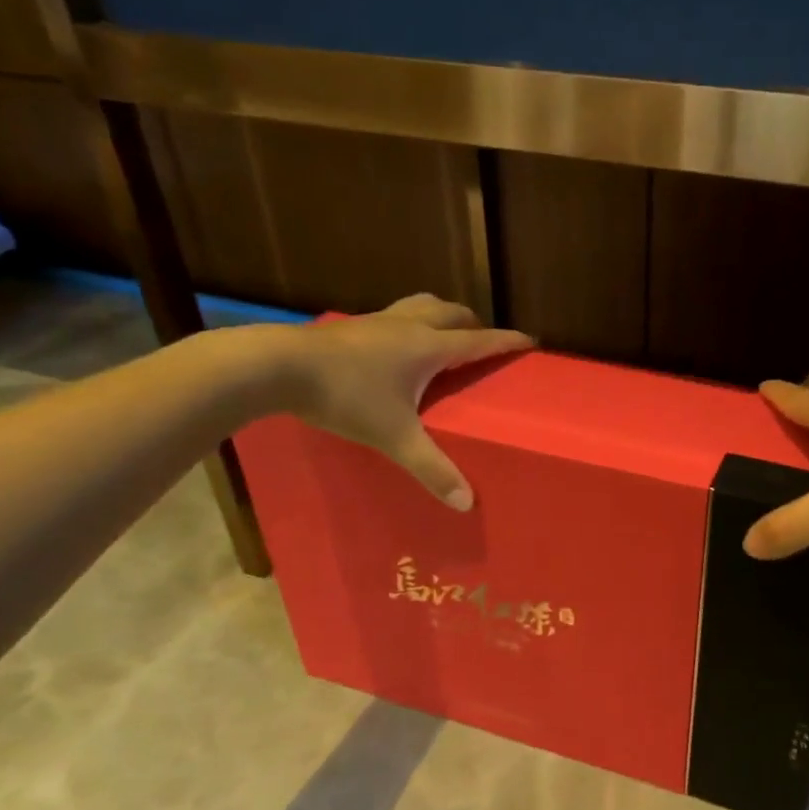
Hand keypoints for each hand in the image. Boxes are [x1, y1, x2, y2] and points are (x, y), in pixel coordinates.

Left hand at [275, 294, 530, 509]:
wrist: (278, 366)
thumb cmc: (345, 396)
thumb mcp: (394, 437)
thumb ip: (431, 469)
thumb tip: (467, 503)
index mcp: (429, 347)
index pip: (480, 340)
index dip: (507, 341)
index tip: (530, 341)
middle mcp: (409, 326)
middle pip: (453, 313)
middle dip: (475, 325)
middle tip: (483, 344)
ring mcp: (377, 322)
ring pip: (422, 306)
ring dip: (442, 317)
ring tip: (445, 337)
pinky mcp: (352, 326)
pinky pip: (395, 316)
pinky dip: (410, 324)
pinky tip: (396, 348)